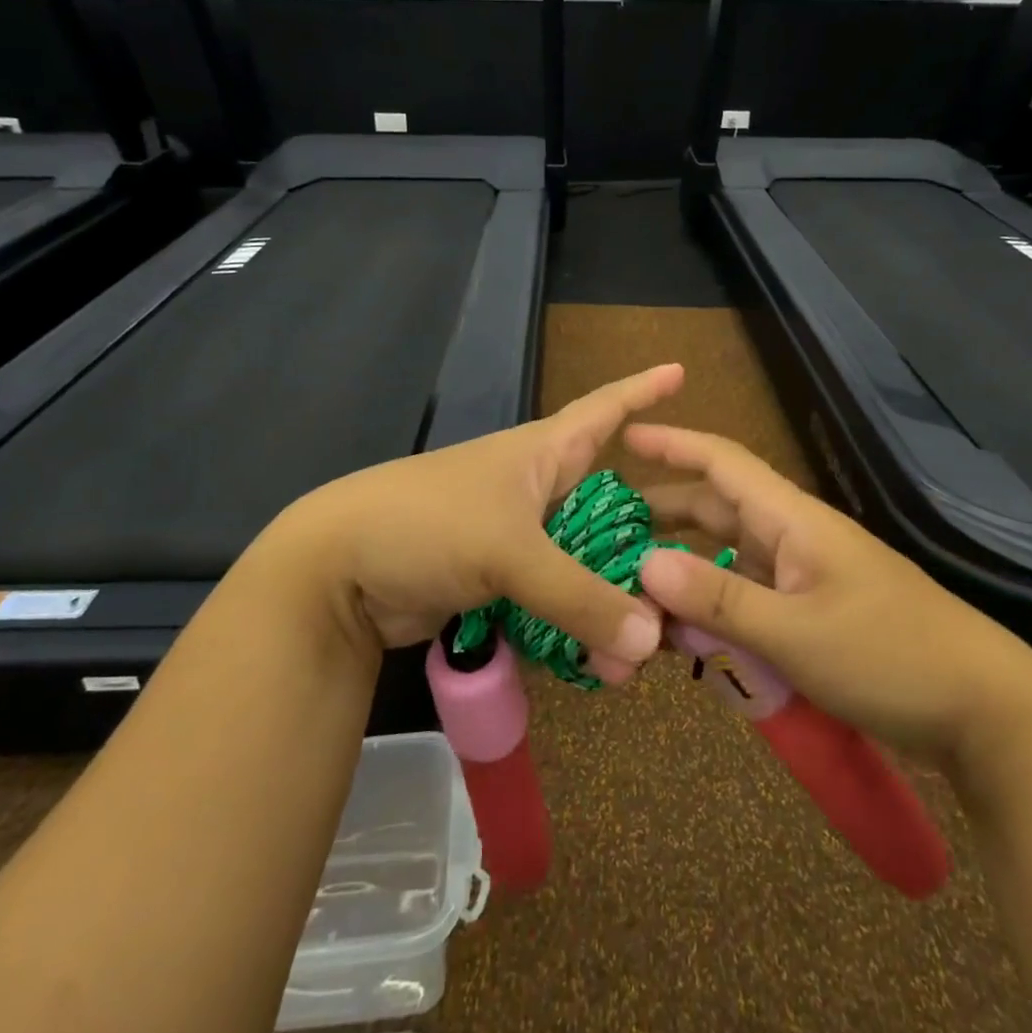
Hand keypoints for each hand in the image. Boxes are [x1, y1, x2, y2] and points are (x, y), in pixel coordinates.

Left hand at [249, 366, 682, 681]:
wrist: (337, 571)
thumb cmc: (427, 524)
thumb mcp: (507, 550)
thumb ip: (579, 596)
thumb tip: (651, 643)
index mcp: (542, 453)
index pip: (604, 409)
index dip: (643, 389)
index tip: (683, 370)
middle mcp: (536, 489)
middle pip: (609, 505)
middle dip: (648, 537)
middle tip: (694, 569)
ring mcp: (517, 536)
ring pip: (584, 562)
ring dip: (614, 600)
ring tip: (646, 650)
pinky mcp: (498, 580)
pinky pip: (554, 599)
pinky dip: (578, 625)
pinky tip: (601, 662)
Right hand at [627, 425, 1031, 767]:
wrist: (984, 709)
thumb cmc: (890, 656)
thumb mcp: (795, 633)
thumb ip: (717, 599)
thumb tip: (643, 564)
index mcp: (792, 520)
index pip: (722, 461)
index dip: (672, 444)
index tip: (623, 438)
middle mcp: (794, 536)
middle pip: (718, 508)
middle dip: (664, 513)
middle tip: (610, 529)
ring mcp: (806, 575)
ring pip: (730, 556)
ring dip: (686, 567)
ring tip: (637, 585)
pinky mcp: (814, 611)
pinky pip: (749, 595)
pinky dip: (714, 606)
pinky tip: (688, 633)